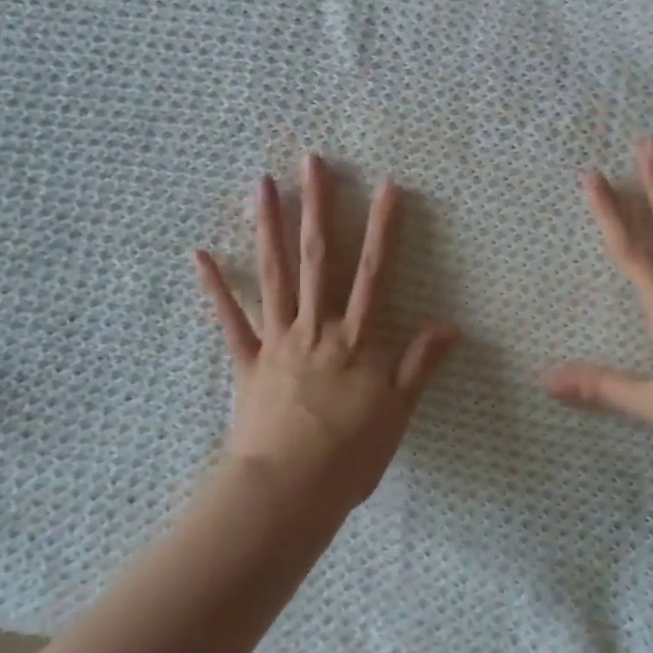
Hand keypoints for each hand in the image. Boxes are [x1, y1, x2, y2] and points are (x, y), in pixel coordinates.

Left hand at [196, 155, 456, 513]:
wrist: (288, 491)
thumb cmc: (349, 456)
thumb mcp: (398, 413)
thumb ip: (420, 365)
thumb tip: (451, 325)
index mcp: (356, 339)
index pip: (375, 272)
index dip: (383, 228)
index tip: (387, 187)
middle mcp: (316, 327)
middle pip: (318, 257)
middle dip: (317, 206)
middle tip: (311, 161)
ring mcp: (278, 340)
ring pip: (274, 274)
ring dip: (269, 227)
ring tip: (264, 184)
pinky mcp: (248, 361)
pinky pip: (229, 319)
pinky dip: (215, 288)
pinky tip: (200, 254)